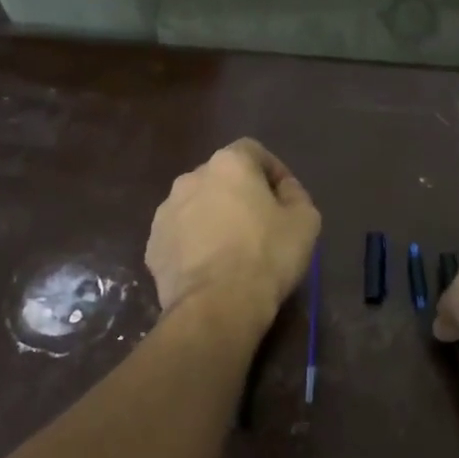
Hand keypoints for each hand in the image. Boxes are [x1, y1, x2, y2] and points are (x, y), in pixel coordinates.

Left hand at [146, 139, 320, 330]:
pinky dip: (194, 245)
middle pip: (221, 178)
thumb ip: (296, 196)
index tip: (285, 198)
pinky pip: (180, 237)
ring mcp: (165, 213)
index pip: (253, 151)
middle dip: (240, 195)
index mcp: (228, 164)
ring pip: (196, 207)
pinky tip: (210, 269)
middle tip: (260, 225)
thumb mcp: (305, 222)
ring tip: (232, 250)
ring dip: (214, 219)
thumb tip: (284, 191)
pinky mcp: (153, 246)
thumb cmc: (266, 256)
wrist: (217, 306)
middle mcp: (190, 179)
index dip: (273, 171)